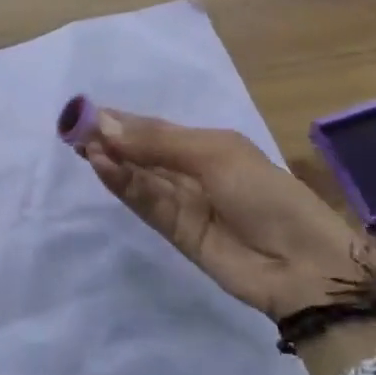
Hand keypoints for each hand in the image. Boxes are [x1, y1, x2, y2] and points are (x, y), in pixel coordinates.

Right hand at [78, 109, 375, 319]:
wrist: (303, 264)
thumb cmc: (264, 192)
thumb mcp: (213, 154)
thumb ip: (157, 141)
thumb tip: (105, 123)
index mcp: (206, 144)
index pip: (153, 128)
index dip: (121, 120)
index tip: (85, 111)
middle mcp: (190, 171)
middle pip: (141, 151)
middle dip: (109, 138)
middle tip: (72, 128)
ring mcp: (182, 203)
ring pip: (138, 177)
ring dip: (112, 160)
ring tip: (82, 144)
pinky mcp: (175, 233)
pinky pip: (144, 203)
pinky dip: (123, 185)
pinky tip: (102, 166)